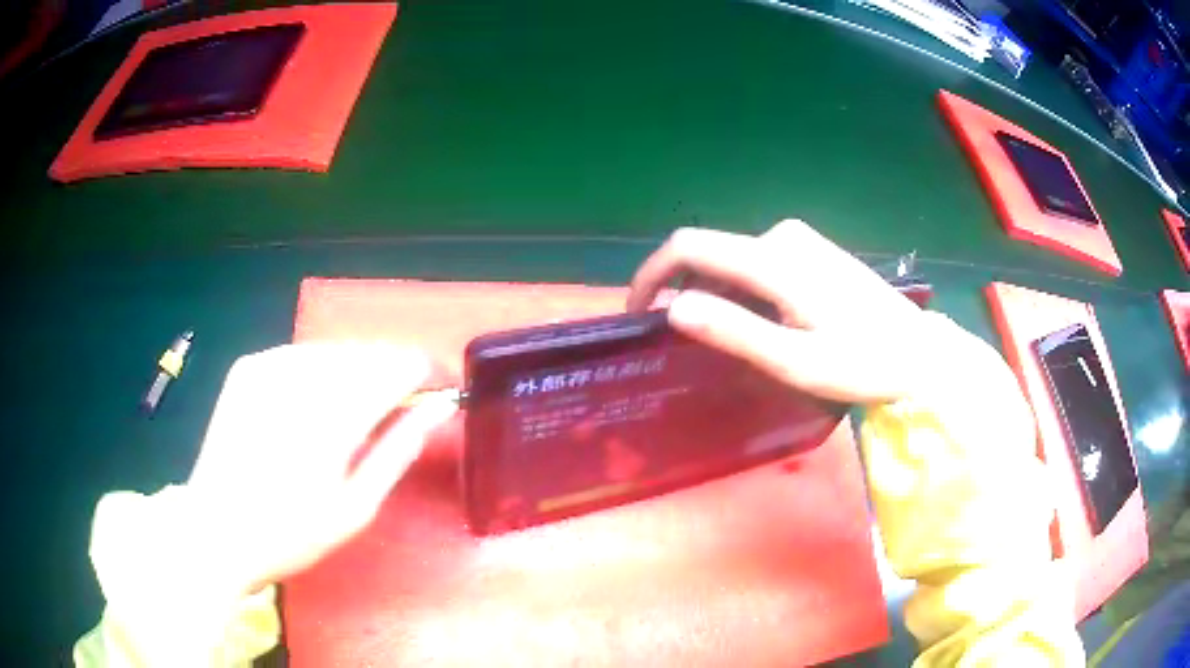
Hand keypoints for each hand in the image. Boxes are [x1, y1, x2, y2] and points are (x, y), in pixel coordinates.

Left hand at [185, 343, 456, 595]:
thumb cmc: (291, 533)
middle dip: (387, 374)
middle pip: (366, 353)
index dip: (420, 374)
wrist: (216, 529)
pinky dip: (319, 370)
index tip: (430, 392)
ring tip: (352, 412)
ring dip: (355, 372)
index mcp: (333, 417)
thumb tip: (438, 410)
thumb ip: (397, 451)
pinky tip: (313, 402)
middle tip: (391, 412)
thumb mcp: (355, 508)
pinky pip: (300, 354)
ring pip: (334, 350)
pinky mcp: (247, 366)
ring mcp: (268, 366)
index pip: (397, 368)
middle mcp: (301, 378)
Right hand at [627, 220, 1019, 405]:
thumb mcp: (795, 361)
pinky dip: (741, 291)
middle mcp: (780, 237)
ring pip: (733, 262)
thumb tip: (673, 309)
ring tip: (728, 343)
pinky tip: (762, 325)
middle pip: (711, 256)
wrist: (919, 351)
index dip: (652, 274)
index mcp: (774, 260)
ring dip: (716, 296)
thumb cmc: (862, 362)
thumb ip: (734, 331)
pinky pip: (757, 264)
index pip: (690, 247)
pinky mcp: (810, 250)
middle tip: (686, 345)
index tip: (637, 313)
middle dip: (685, 293)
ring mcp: (798, 240)